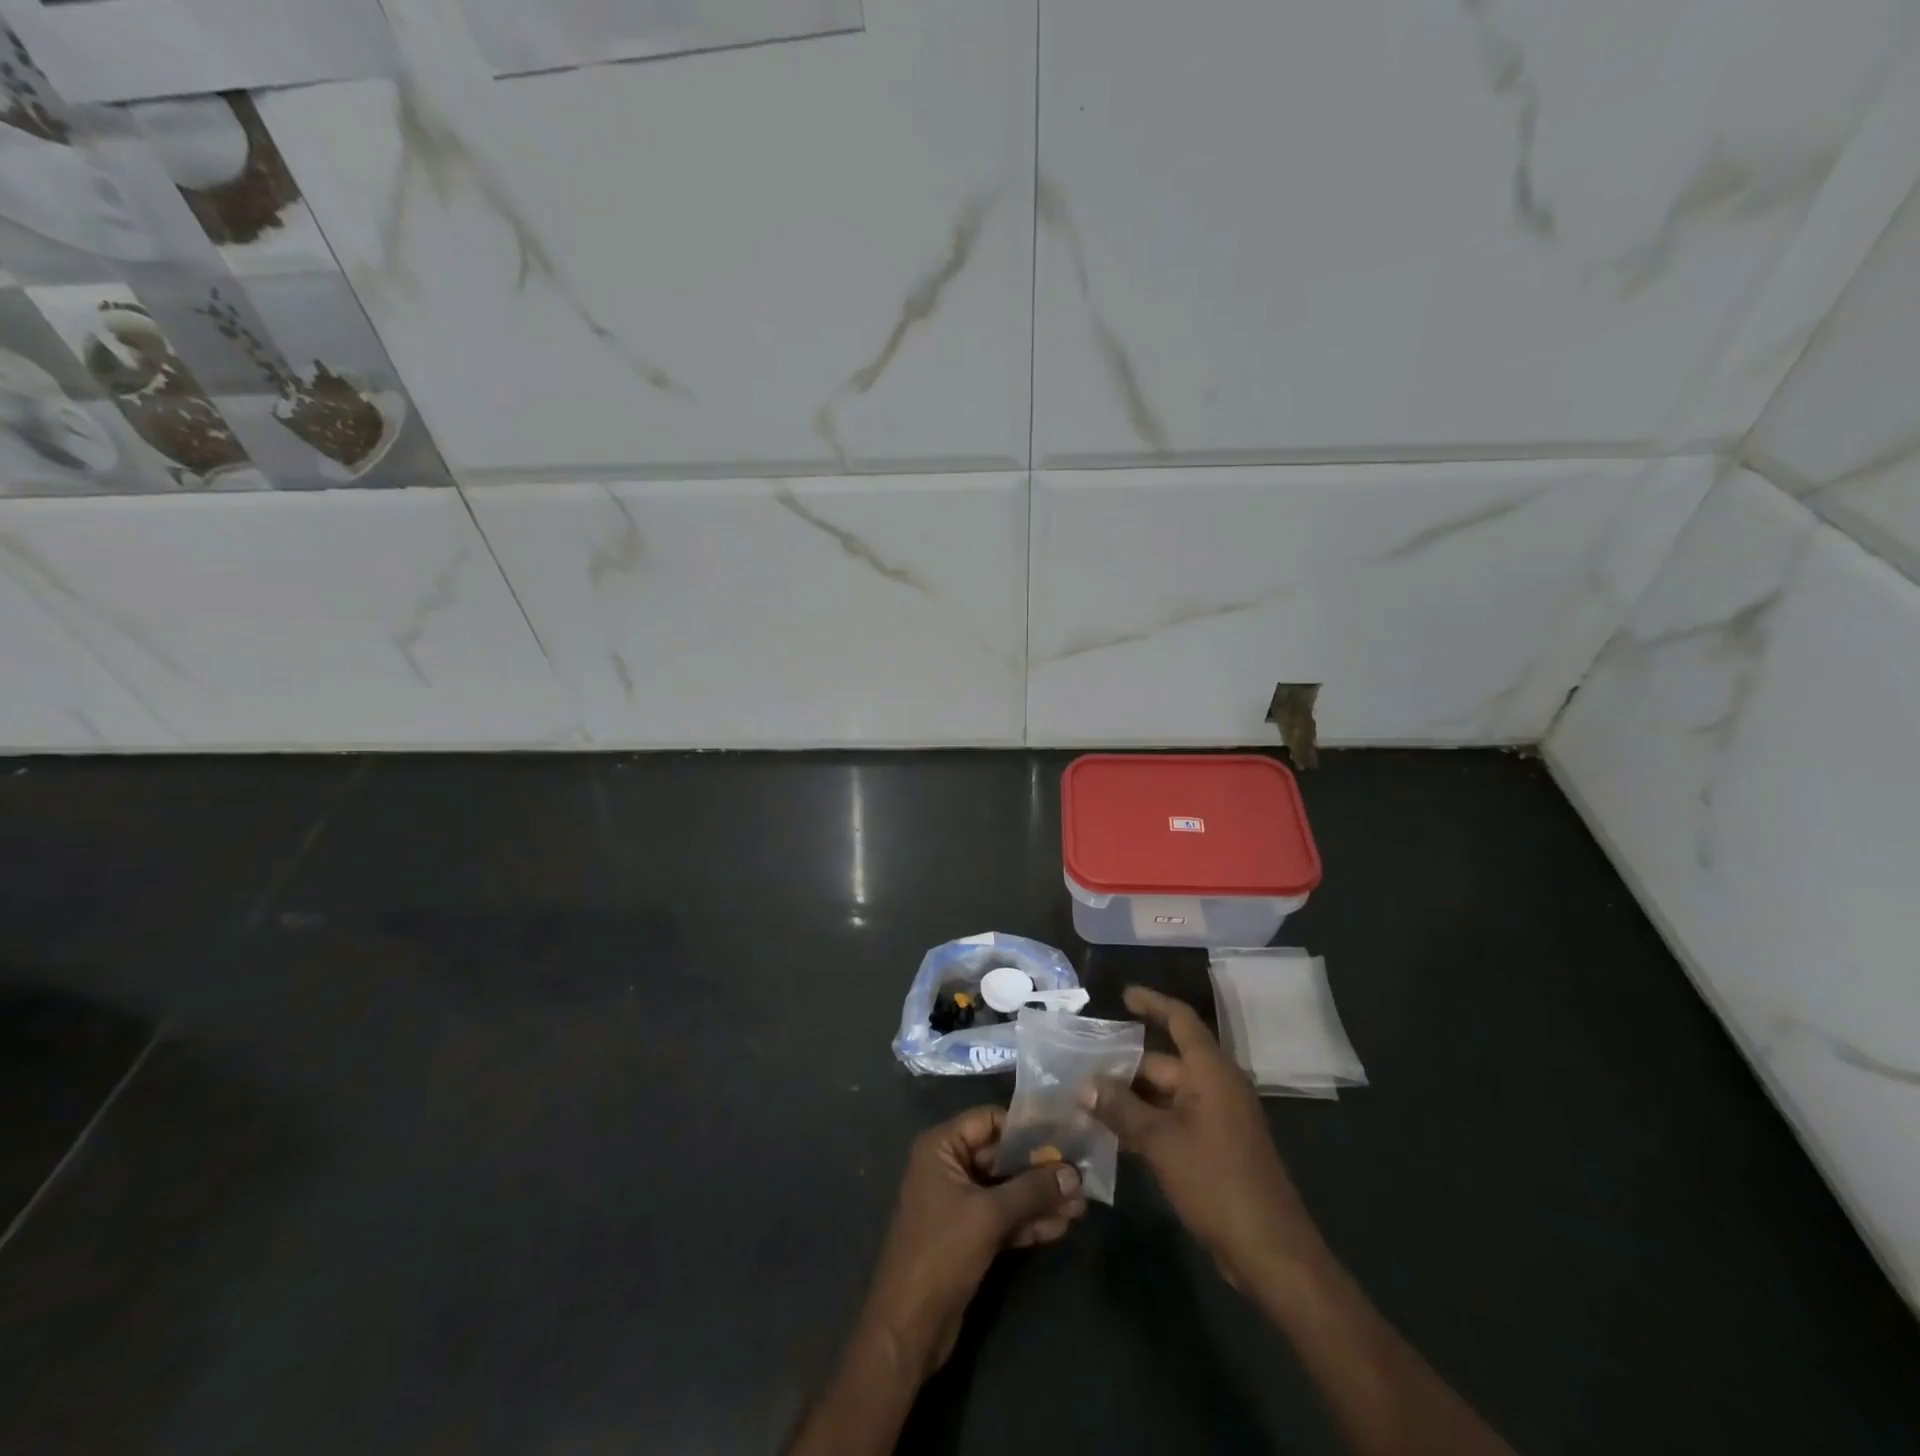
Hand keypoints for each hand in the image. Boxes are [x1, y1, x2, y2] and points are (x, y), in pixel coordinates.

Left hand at [861, 1106, 1086, 1378]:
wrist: (908, 1327)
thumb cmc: (941, 1252)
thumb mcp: (989, 1215)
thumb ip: (1032, 1190)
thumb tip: (1074, 1173)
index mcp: (941, 1147)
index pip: (989, 1120)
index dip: (1025, 1128)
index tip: (1063, 1135)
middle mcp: (948, 1166)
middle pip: (1000, 1156)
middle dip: (1039, 1168)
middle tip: (1080, 1175)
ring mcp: (958, 1202)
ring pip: (1006, 1190)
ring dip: (1040, 1197)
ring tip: (1080, 1205)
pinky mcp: (968, 1234)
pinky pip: (1003, 1216)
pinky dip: (1028, 1220)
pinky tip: (1061, 1226)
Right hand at [1083, 986, 1323, 1290]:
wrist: (1270, 1252)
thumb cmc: (1216, 1182)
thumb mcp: (1160, 1142)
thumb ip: (1120, 1109)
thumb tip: (1085, 1084)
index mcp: (1210, 1071)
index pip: (1179, 1019)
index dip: (1152, 1003)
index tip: (1122, 995)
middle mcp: (1216, 1085)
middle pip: (1165, 1061)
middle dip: (1125, 1065)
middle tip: (1082, 1069)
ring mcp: (1218, 1117)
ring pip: (1166, 1093)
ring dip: (1132, 1097)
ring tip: (1089, 1100)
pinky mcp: (1217, 1146)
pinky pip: (1175, 1118)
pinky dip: (1147, 1120)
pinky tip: (1116, 1134)